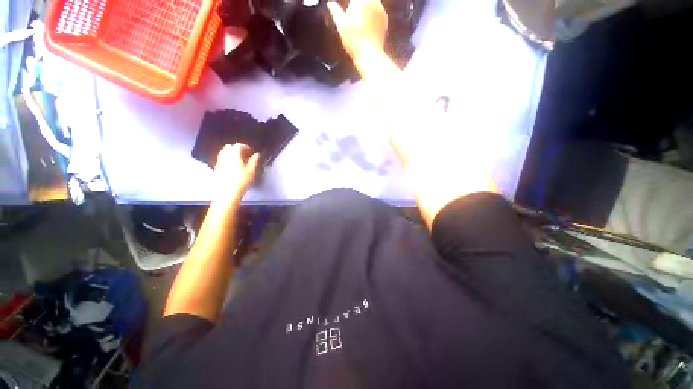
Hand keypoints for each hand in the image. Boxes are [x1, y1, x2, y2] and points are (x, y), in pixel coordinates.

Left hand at [213, 144, 258, 202]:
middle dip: (237, 149)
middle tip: (245, 155)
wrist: (227, 193)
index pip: (238, 146)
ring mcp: (219, 162)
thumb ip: (254, 161)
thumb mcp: (251, 171)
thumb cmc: (242, 181)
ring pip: (224, 152)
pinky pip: (221, 159)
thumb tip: (257, 154)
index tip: (250, 152)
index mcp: (234, 155)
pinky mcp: (216, 168)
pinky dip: (227, 159)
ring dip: (231, 153)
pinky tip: (233, 166)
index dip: (245, 147)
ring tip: (239, 160)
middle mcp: (225, 156)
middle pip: (229, 147)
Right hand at [328, 0, 386, 59]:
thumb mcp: (341, 25)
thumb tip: (330, 4)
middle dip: (357, 3)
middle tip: (351, 10)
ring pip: (372, 1)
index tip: (348, 7)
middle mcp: (373, 1)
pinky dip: (372, 12)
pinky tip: (366, 22)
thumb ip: (335, 11)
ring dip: (365, 5)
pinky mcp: (384, 19)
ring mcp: (380, 10)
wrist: (369, 55)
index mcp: (361, 0)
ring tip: (358, 16)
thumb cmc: (354, 40)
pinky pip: (377, 10)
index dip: (350, 3)